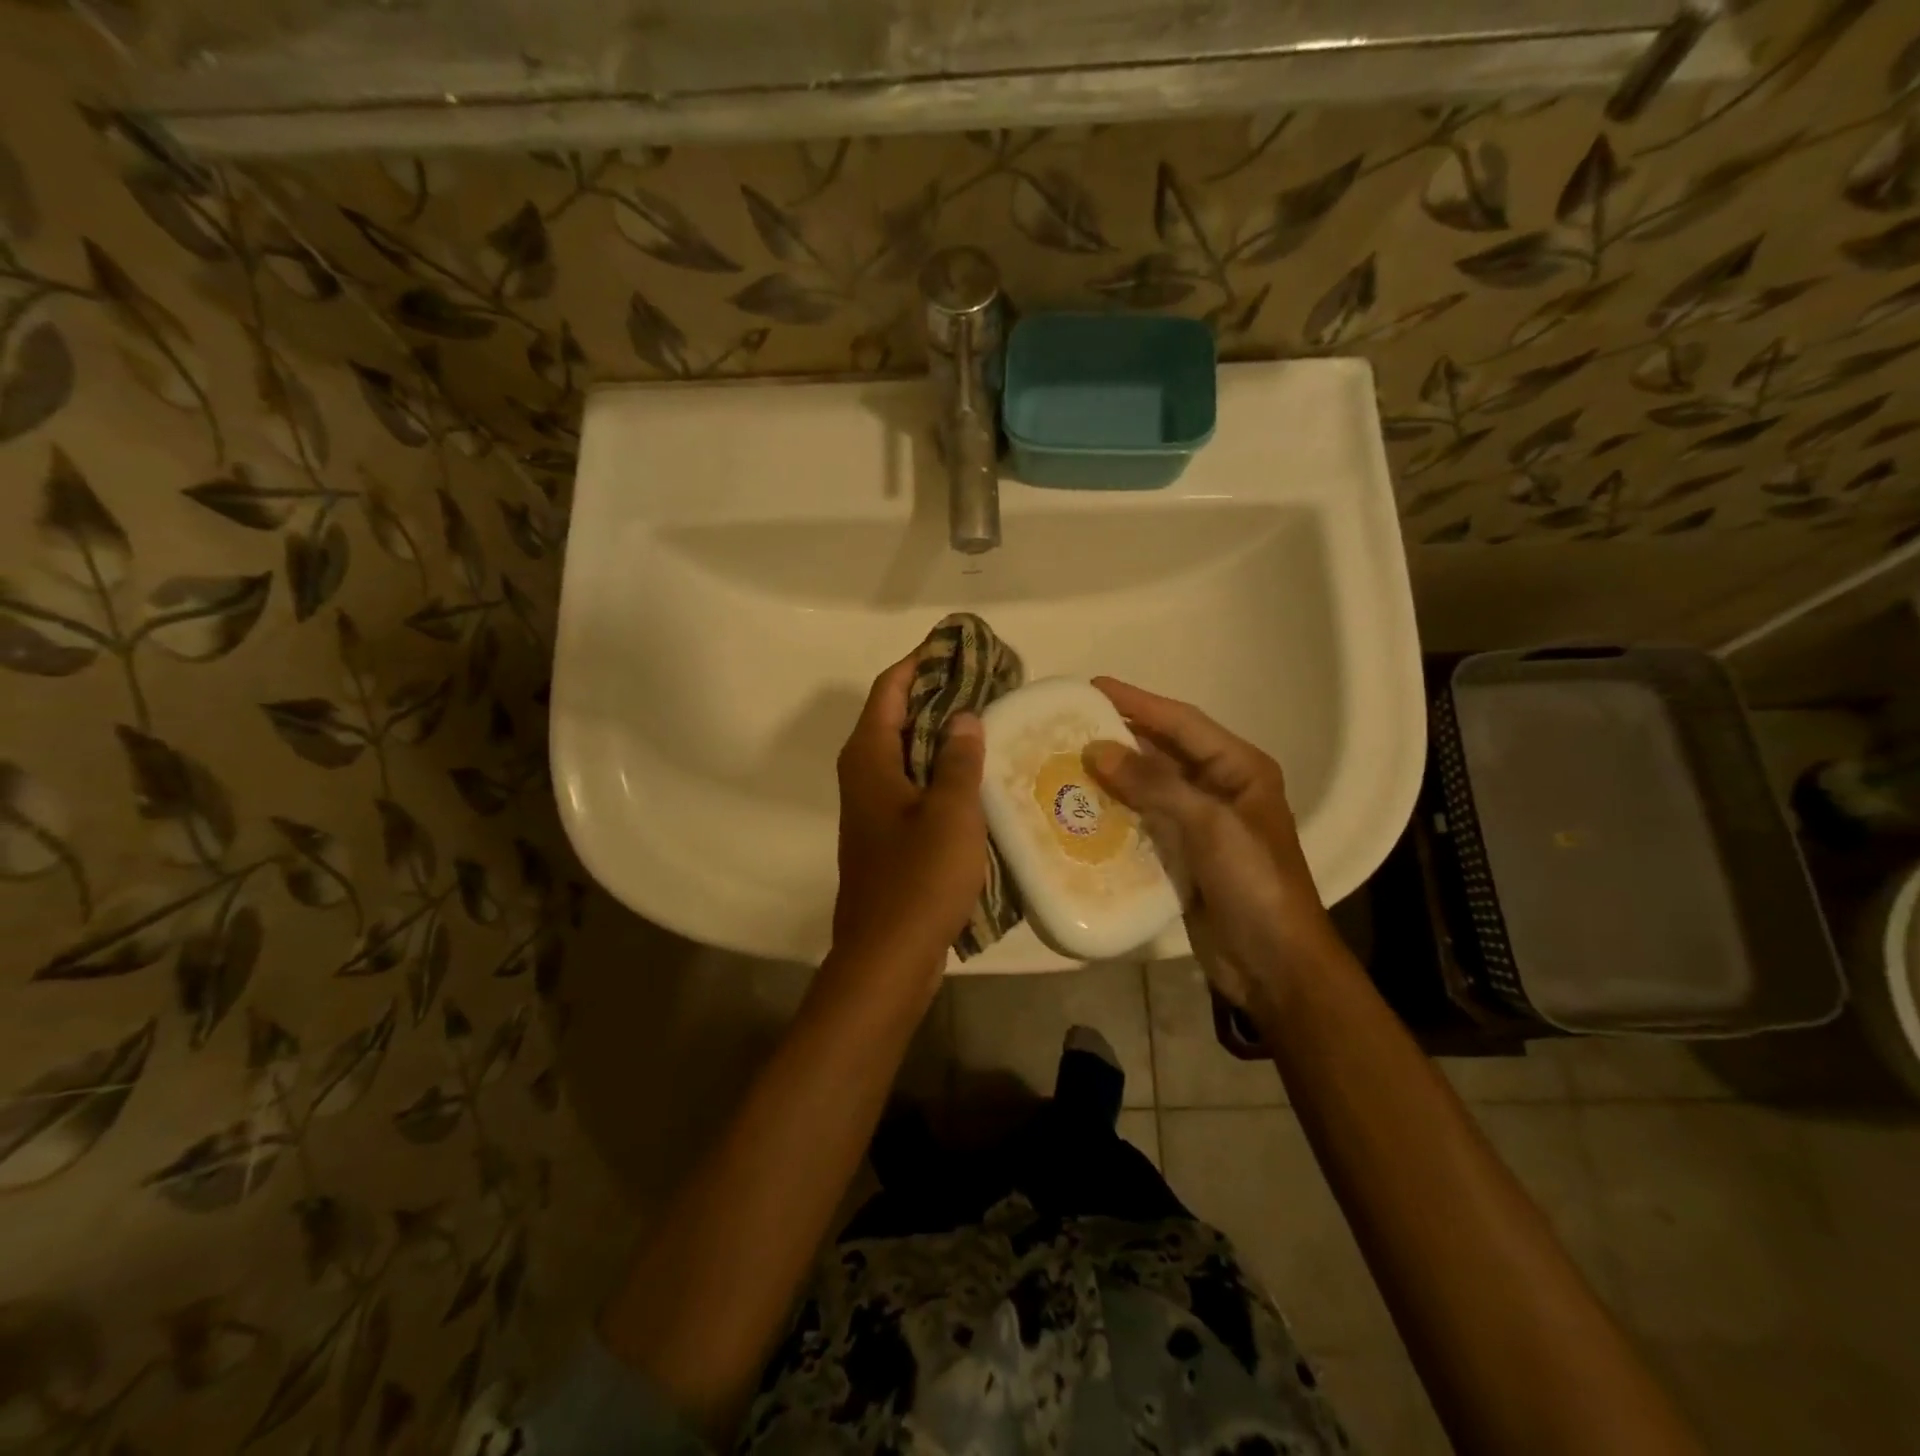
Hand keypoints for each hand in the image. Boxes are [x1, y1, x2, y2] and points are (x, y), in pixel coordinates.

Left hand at [829, 653, 988, 983]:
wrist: (887, 957)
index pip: (891, 688)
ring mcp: (875, 806)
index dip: (923, 662)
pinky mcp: (889, 833)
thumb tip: (966, 717)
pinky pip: (916, 784)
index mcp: (869, 757)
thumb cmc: (918, 878)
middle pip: (899, 716)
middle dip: (940, 694)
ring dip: (945, 733)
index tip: (961, 645)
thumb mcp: (950, 813)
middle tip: (991, 681)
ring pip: (910, 752)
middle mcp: (864, 773)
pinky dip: (944, 770)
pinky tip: (981, 775)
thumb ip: (959, 759)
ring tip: (993, 719)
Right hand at [1083, 677, 1339, 1011]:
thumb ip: (1154, 784)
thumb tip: (1097, 749)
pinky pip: (1141, 821)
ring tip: (1064, 762)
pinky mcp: (1181, 855)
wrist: (1274, 964)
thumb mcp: (1210, 825)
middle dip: (1119, 737)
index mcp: (1239, 769)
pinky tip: (1080, 809)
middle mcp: (1219, 788)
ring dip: (1111, 776)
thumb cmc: (1254, 883)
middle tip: (1069, 725)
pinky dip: (1114, 813)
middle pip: (1162, 751)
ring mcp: (1199, 823)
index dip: (1138, 702)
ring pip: (1148, 787)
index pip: (1182, 722)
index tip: (1092, 687)